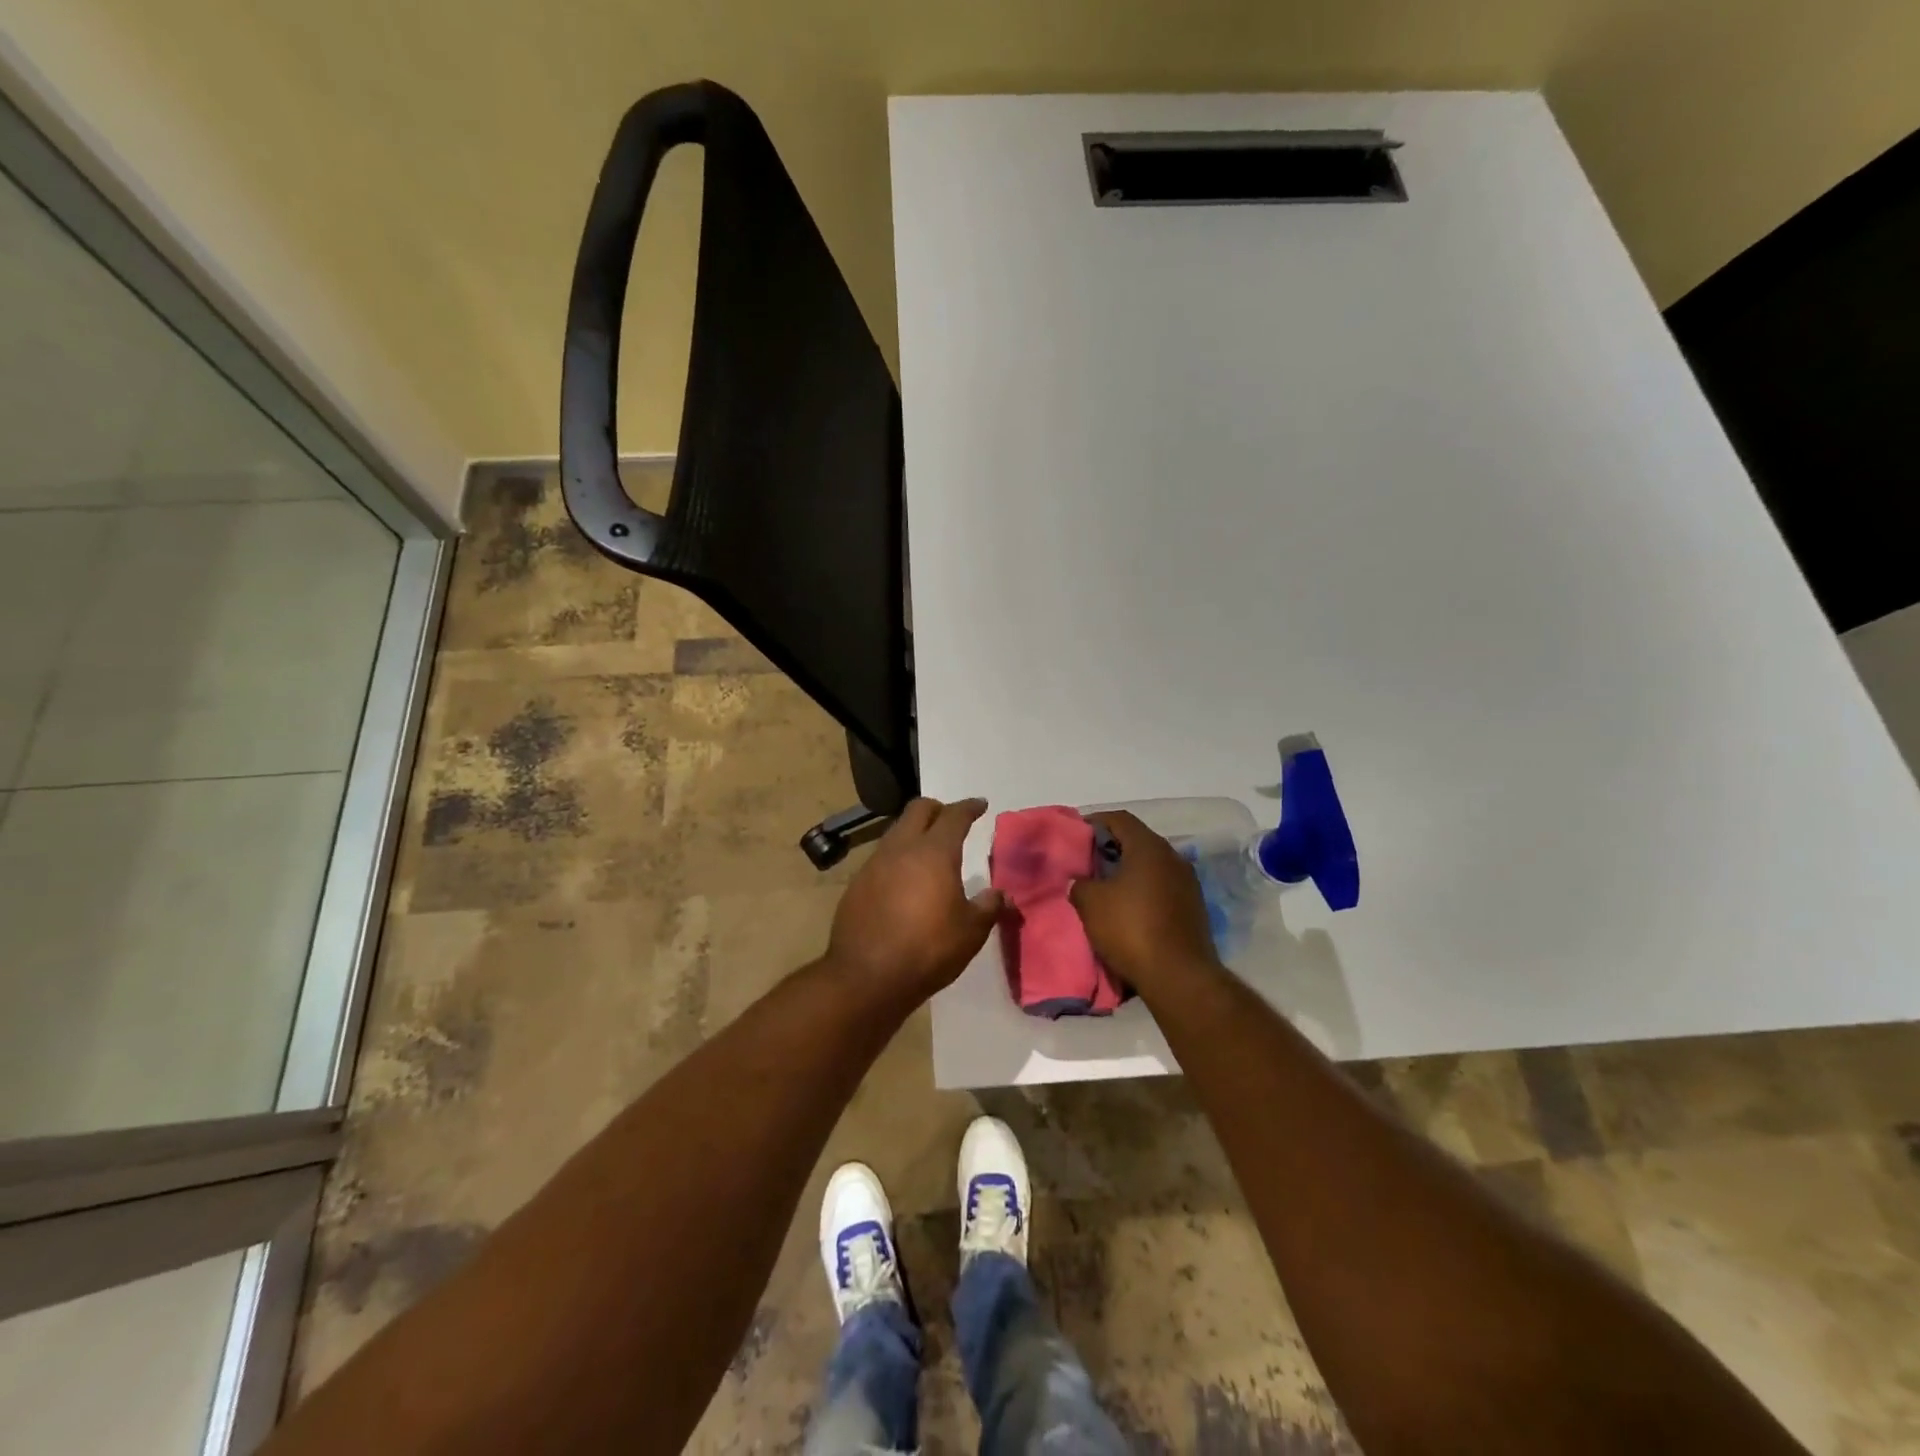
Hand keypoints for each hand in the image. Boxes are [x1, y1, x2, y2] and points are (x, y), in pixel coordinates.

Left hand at [826, 798, 1003, 1006]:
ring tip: (928, 850)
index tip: (980, 805)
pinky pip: (881, 857)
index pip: (954, 816)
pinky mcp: (857, 883)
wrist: (866, 976)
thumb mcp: (971, 932)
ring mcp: (874, 864)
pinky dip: (897, 857)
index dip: (969, 807)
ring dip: (914, 832)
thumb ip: (988, 907)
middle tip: (952, 820)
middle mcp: (901, 848)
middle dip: (938, 809)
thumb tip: (1001, 895)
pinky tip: (904, 880)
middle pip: (918, 810)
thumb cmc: (928, 949)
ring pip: (896, 831)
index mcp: (934, 852)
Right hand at [1070, 811, 1221, 998]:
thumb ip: (1080, 884)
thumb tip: (1082, 881)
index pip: (1120, 819)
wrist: (1179, 976)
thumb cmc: (1131, 929)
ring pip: (1151, 866)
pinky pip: (1162, 888)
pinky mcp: (1194, 908)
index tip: (1076, 835)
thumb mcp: (1090, 903)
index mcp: (1149, 847)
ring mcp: (1188, 883)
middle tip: (1087, 862)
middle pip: (1138, 841)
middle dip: (1111, 848)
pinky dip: (1143, 891)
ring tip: (1104, 887)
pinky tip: (1127, 909)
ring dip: (1128, 872)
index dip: (1095, 822)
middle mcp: (1173, 858)